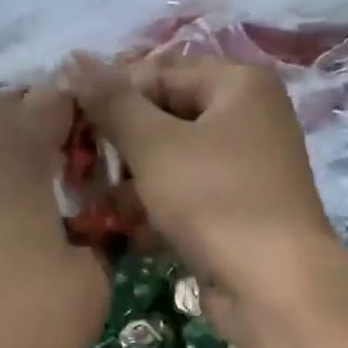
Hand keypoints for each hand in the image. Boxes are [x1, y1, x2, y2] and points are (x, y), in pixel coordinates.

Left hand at [0, 89, 107, 347]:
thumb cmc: (29, 326)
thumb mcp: (92, 278)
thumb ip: (92, 231)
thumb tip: (81, 222)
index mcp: (9, 147)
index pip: (50, 104)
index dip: (76, 117)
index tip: (92, 143)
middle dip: (26, 132)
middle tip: (54, 171)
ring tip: (9, 198)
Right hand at [72, 56, 347, 347]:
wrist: (276, 288)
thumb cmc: (216, 200)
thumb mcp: (156, 145)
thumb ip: (114, 104)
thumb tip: (75, 60)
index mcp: (240, 85)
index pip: (160, 73)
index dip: (113, 96)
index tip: (71, 123)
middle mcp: (249, 121)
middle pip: (168, 120)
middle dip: (123, 148)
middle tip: (79, 170)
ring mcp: (246, 172)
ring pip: (175, 166)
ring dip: (134, 186)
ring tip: (97, 206)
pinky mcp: (239, 215)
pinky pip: (189, 201)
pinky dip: (160, 214)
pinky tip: (131, 234)